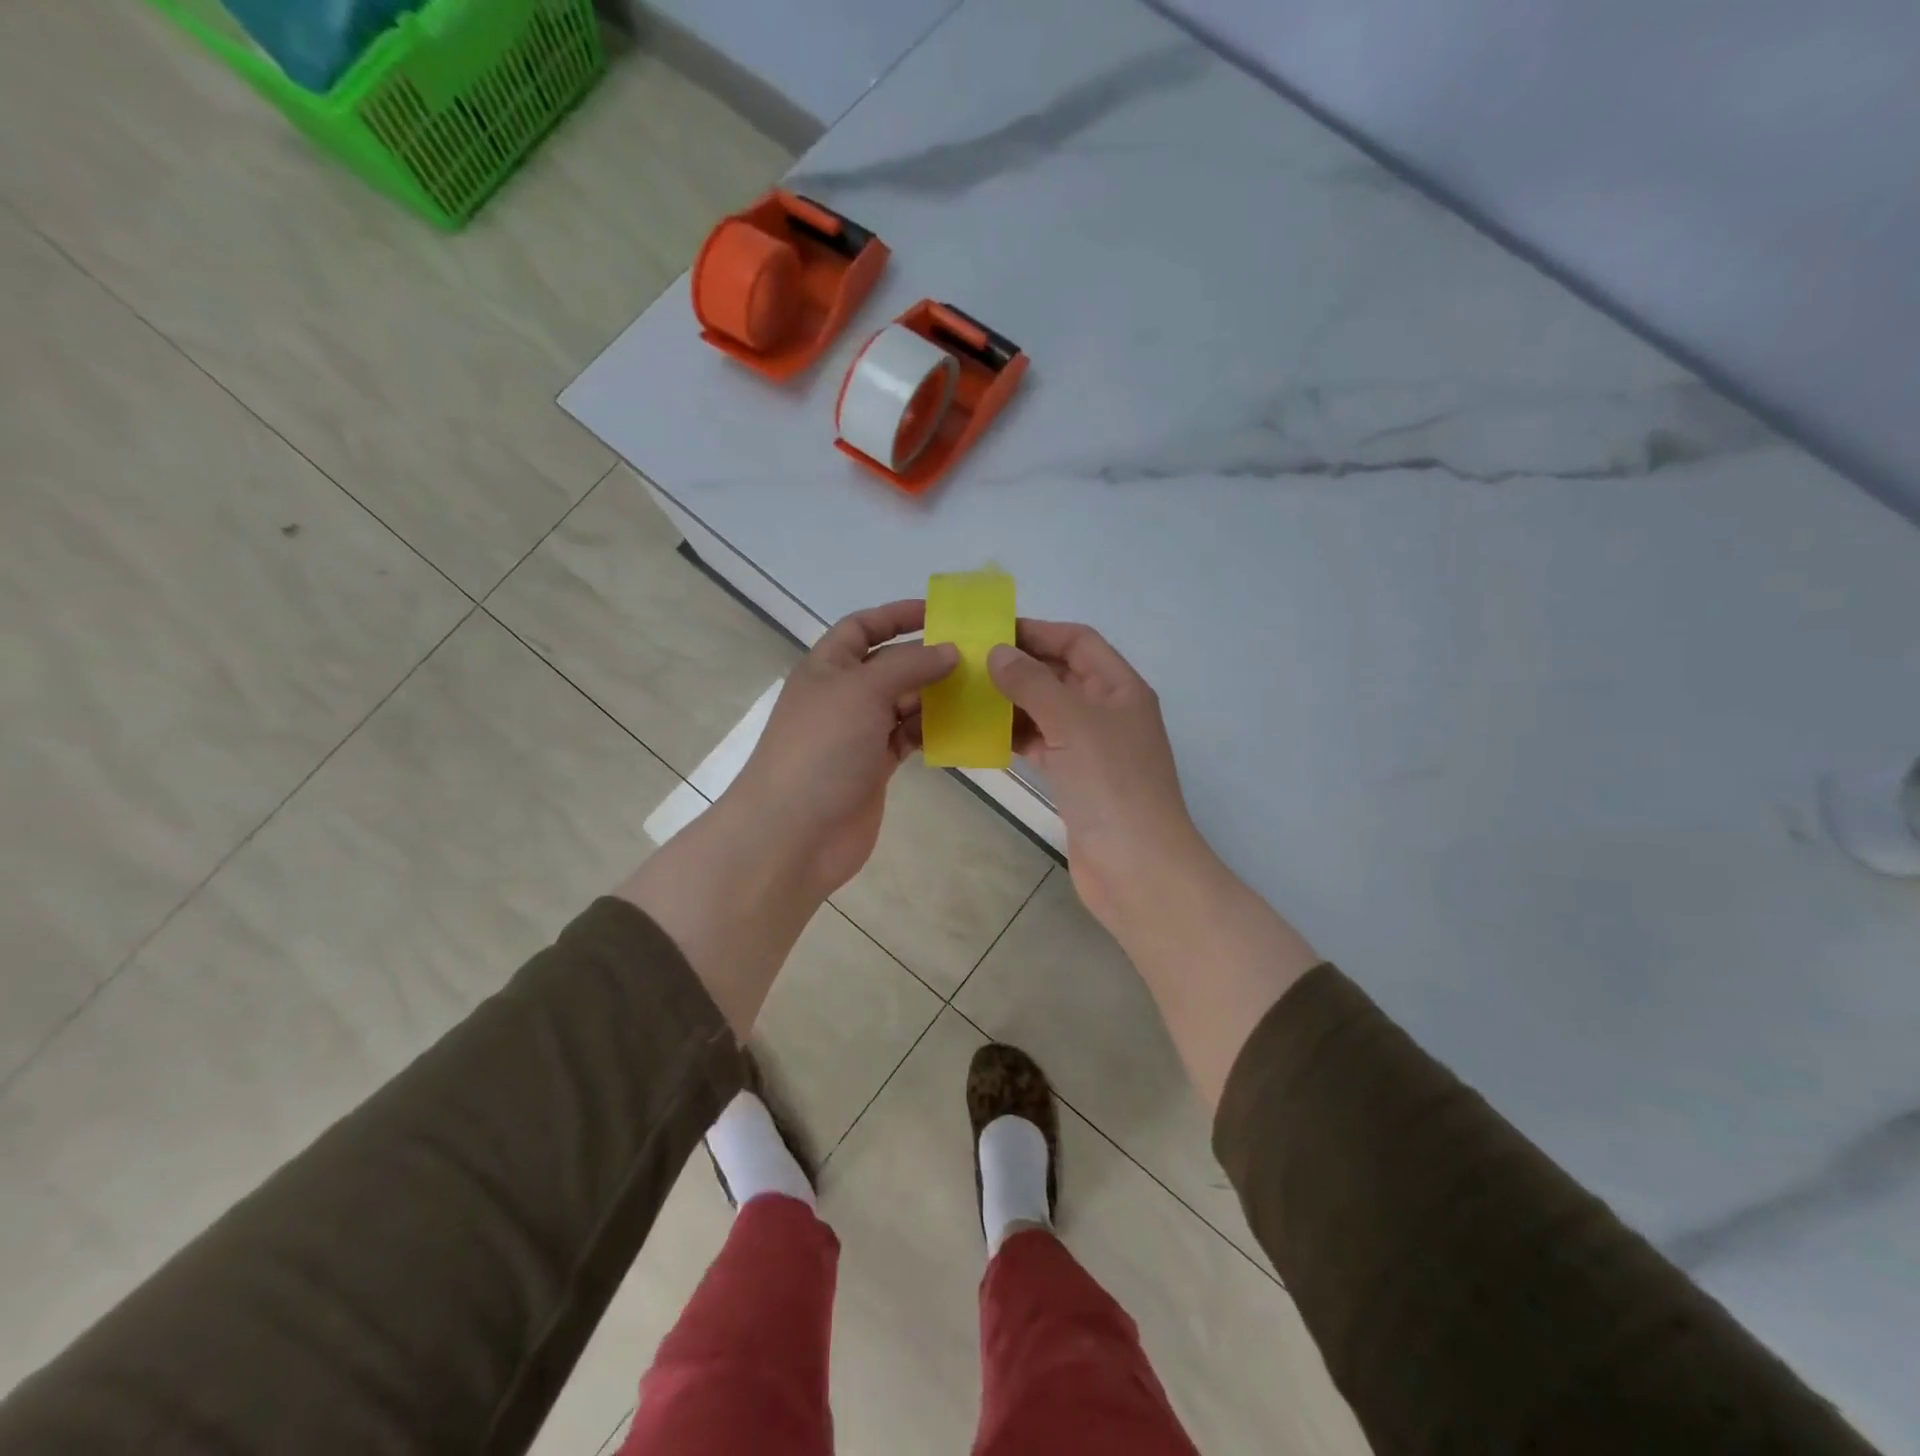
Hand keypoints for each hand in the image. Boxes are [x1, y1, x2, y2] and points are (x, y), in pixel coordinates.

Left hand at [724, 599, 958, 899]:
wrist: (794, 833)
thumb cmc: (822, 749)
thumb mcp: (862, 691)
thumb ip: (908, 665)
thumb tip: (949, 651)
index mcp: (827, 667)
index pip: (862, 626)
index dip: (897, 615)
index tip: (942, 614)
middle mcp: (842, 696)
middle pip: (890, 665)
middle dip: (928, 658)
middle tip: (977, 657)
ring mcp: (857, 734)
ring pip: (904, 703)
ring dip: (936, 696)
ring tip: (980, 691)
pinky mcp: (873, 767)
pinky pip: (908, 738)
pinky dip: (932, 732)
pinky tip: (962, 729)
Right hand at [988, 621, 1206, 930]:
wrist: (1137, 869)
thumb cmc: (1111, 787)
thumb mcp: (1073, 723)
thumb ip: (1033, 684)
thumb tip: (998, 652)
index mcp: (1120, 688)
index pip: (1078, 642)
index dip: (1038, 631)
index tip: (991, 631)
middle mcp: (1108, 712)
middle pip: (1061, 674)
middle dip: (1019, 667)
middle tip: (968, 664)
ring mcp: (1093, 749)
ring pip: (1048, 711)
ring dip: (1013, 703)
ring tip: (967, 697)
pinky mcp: (1076, 780)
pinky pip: (1042, 745)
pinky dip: (1016, 738)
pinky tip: (983, 736)